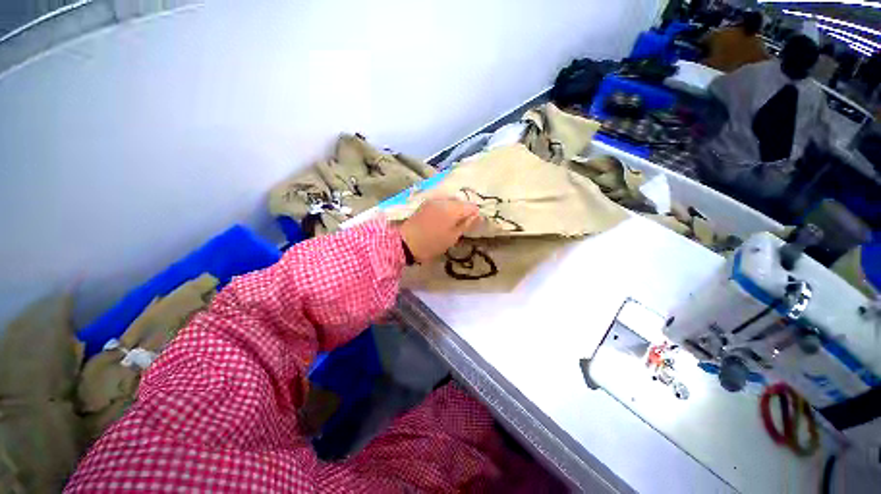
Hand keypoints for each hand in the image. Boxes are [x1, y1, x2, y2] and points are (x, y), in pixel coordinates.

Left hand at [397, 197, 480, 262]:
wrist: (405, 242)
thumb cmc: (432, 243)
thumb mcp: (452, 237)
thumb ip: (466, 224)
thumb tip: (477, 215)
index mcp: (452, 209)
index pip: (471, 206)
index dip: (475, 214)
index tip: (473, 224)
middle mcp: (444, 200)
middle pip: (461, 201)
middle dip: (464, 210)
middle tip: (462, 224)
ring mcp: (433, 200)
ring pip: (451, 200)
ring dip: (455, 208)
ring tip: (452, 221)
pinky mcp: (426, 203)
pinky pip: (441, 202)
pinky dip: (445, 208)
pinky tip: (442, 218)